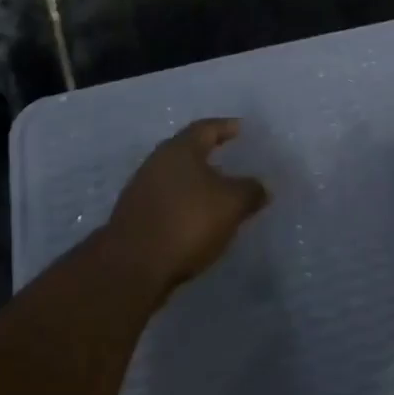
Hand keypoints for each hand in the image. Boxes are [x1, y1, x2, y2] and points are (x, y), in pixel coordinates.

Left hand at [108, 118, 268, 297]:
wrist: (131, 267)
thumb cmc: (187, 222)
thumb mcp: (231, 204)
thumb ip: (250, 191)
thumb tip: (262, 187)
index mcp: (180, 149)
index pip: (207, 128)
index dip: (226, 127)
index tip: (241, 129)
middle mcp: (157, 162)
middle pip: (188, 152)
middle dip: (210, 156)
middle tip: (231, 160)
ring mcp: (141, 190)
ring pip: (176, 179)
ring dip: (197, 184)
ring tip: (218, 195)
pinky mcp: (134, 218)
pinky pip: (167, 202)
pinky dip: (184, 206)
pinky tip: (197, 220)